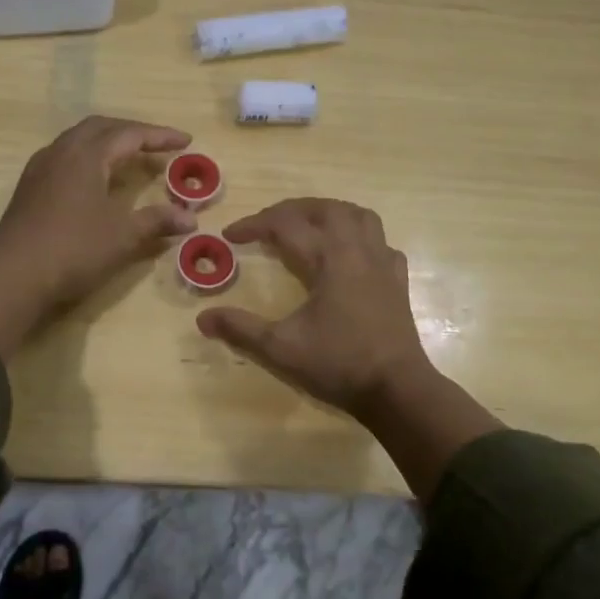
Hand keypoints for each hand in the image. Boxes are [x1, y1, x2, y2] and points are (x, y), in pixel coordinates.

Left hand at [0, 117, 195, 357]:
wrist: (13, 275)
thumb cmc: (74, 250)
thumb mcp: (123, 236)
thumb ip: (157, 221)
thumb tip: (190, 218)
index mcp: (87, 155)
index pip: (130, 134)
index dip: (160, 136)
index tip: (186, 140)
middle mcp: (62, 151)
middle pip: (101, 127)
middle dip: (132, 131)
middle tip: (157, 144)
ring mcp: (40, 167)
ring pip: (78, 138)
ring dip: (107, 141)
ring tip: (128, 156)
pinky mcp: (29, 186)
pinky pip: (64, 155)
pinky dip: (88, 156)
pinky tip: (94, 178)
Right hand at [196, 198, 498, 501]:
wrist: (397, 389)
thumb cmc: (339, 365)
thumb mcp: (281, 349)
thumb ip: (241, 329)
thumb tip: (202, 317)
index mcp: (328, 259)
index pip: (285, 225)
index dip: (254, 225)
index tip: (230, 235)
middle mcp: (357, 250)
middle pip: (324, 209)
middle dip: (290, 209)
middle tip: (266, 223)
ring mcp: (382, 263)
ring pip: (359, 216)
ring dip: (329, 212)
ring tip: (308, 223)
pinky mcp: (397, 280)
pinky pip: (381, 242)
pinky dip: (360, 237)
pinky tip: (350, 253)